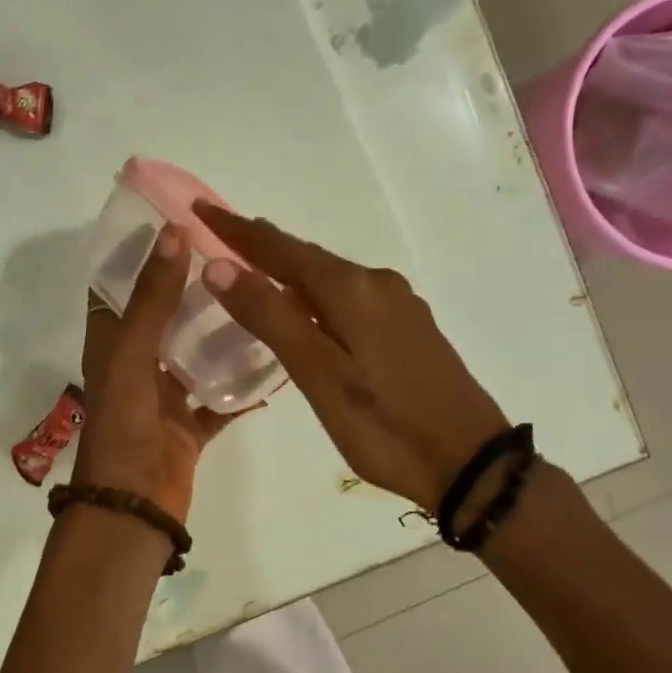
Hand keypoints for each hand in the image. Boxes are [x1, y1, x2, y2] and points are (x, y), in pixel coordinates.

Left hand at [74, 226, 233, 521]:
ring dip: (223, 331)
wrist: (132, 508)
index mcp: (112, 344)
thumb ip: (153, 299)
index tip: (183, 225)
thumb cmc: (123, 425)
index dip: (145, 257)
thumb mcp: (131, 356)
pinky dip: (242, 384)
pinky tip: (275, 360)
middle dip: (195, 289)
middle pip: (166, 316)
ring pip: (197, 354)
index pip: (123, 288)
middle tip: (238, 258)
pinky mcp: (190, 425)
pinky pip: (221, 397)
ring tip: (261, 298)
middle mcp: (137, 364)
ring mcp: (164, 397)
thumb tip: (174, 233)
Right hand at [194, 203, 506, 509]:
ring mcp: (399, 305)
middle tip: (220, 234)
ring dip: (289, 269)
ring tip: (253, 266)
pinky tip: (307, 308)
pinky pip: (350, 296)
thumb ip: (270, 317)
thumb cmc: (385, 426)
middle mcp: (377, 284)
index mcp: (352, 290)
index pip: (281, 249)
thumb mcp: (318, 375)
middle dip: (262, 245)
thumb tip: (218, 266)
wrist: (471, 464)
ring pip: (330, 277)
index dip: (238, 231)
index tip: (200, 209)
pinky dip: (316, 293)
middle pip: (307, 257)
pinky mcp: (410, 327)